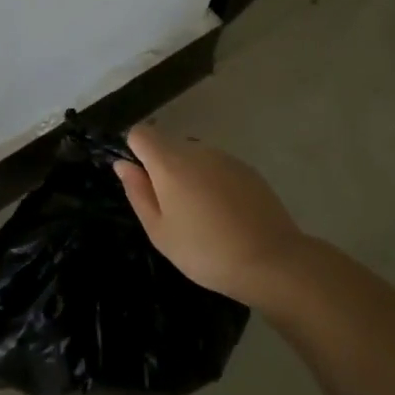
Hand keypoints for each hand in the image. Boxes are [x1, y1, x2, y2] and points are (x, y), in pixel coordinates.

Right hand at [115, 125, 311, 304]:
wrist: (271, 261)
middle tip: (171, 209)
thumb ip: (138, 192)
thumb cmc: (204, 251)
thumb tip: (123, 164)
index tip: (141, 182)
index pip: (140, 134)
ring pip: (194, 156)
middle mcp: (196, 150)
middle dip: (162, 168)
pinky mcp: (248, 169)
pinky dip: (213, 182)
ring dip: (189, 175)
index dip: (134, 152)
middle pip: (168, 145)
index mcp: (169, 162)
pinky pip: (218, 167)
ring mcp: (225, 158)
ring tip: (201, 216)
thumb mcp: (159, 231)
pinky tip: (225, 214)